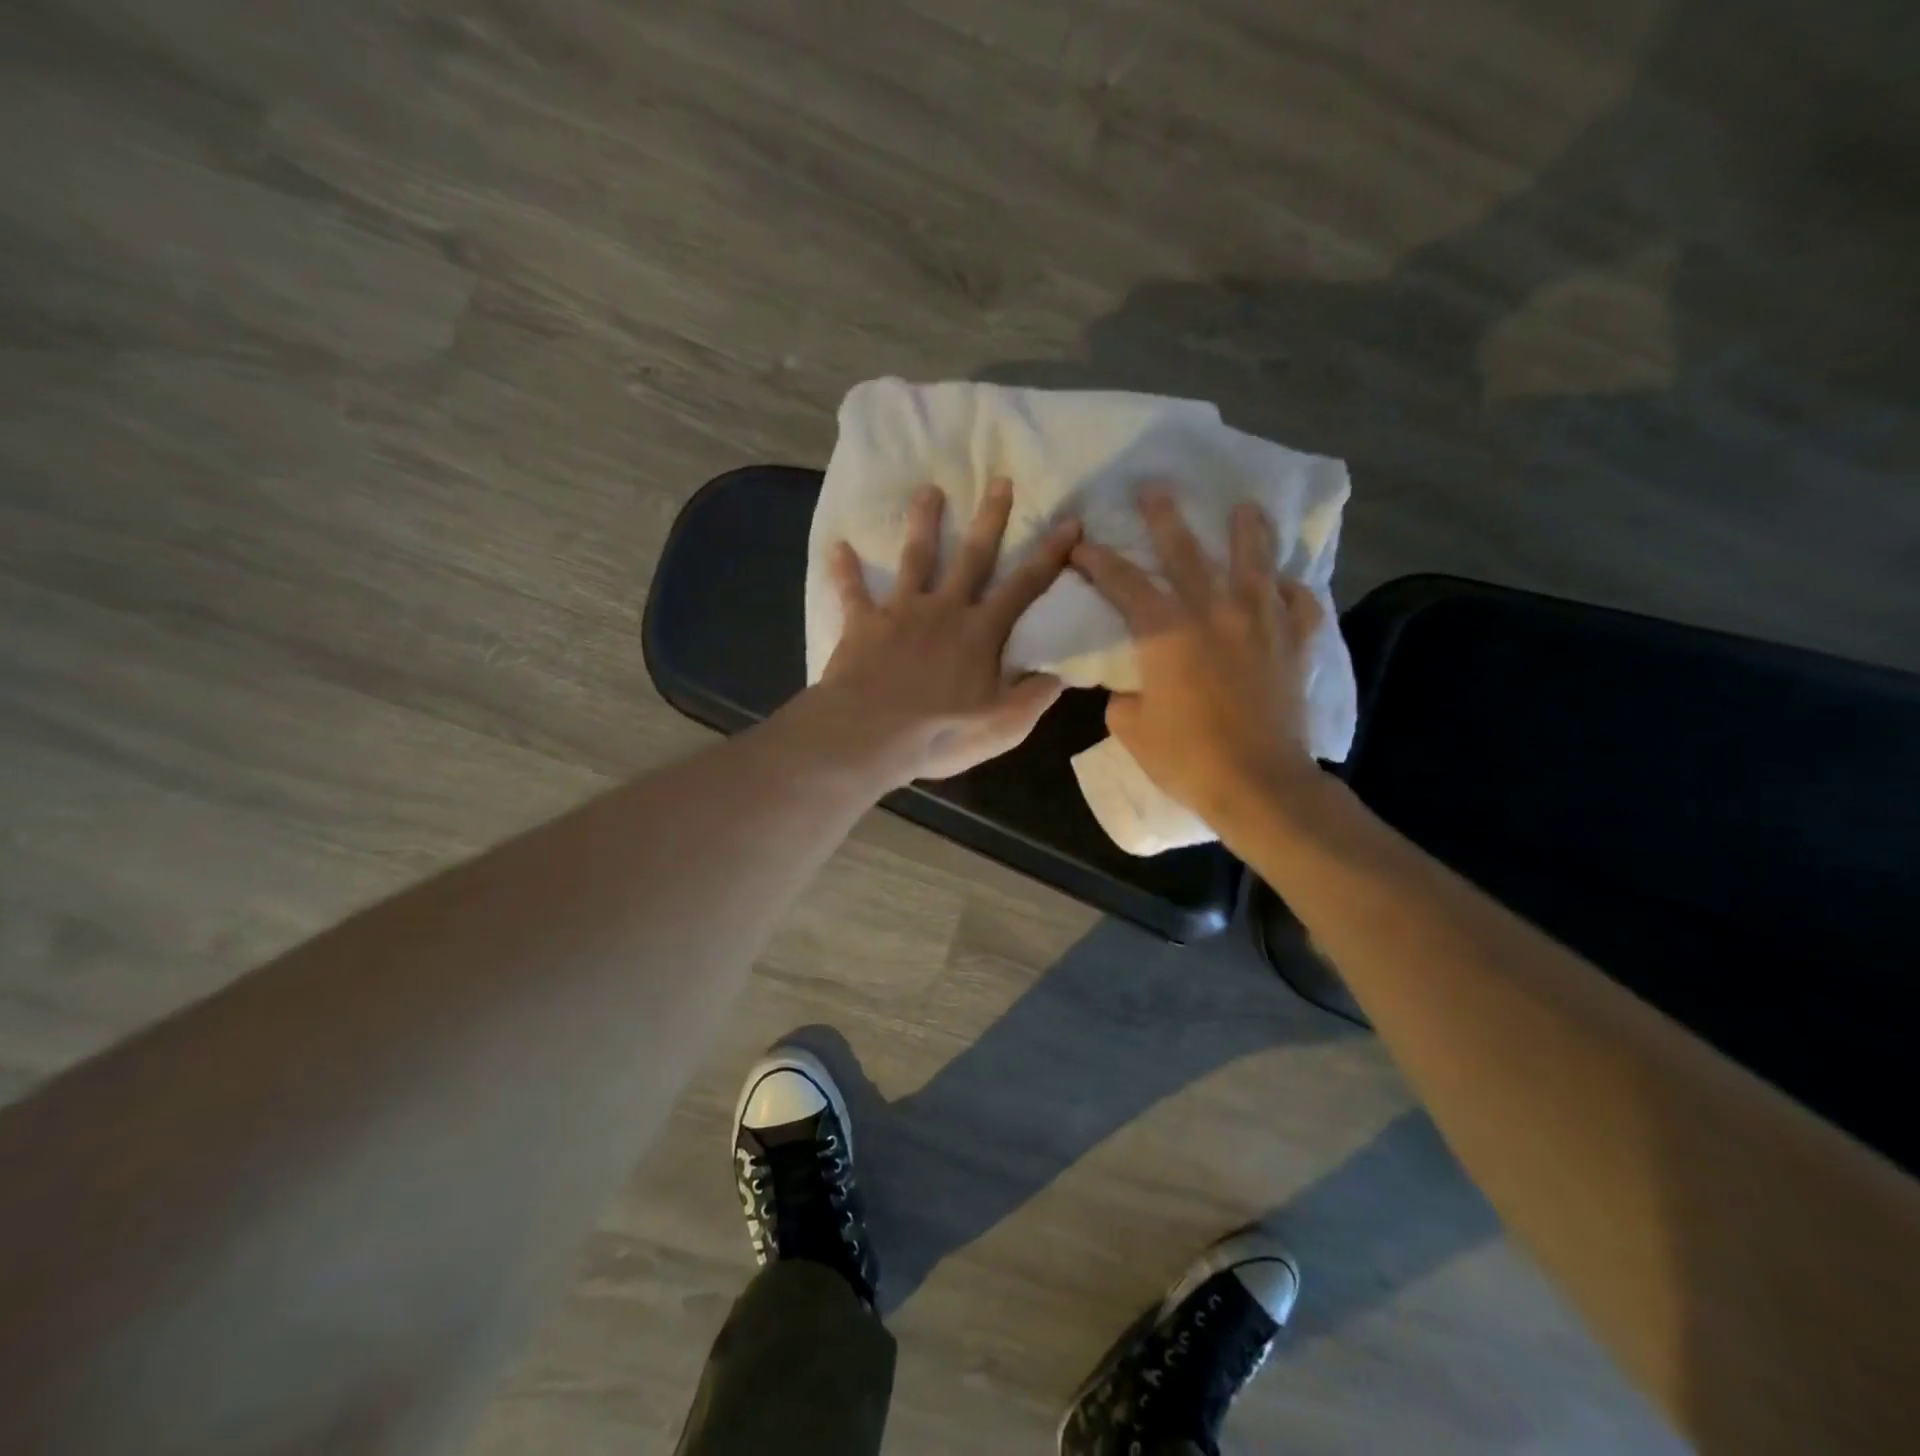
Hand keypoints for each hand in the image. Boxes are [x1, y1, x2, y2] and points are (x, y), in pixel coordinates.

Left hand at [798, 478, 1080, 787]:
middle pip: (973, 557)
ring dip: (923, 523)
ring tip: (928, 490)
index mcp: (981, 632)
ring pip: (916, 559)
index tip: (1070, 522)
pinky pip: (853, 592)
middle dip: (989, 519)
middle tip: (999, 480)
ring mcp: (902, 613)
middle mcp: (945, 610)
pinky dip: (845, 571)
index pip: (1025, 587)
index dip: (1050, 555)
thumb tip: (1060, 673)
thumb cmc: (941, 732)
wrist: (871, 735)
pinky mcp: (863, 624)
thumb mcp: (1003, 725)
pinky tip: (838, 547)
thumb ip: (1033, 696)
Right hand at [1070, 485, 1323, 816]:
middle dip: (1165, 518)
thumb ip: (1125, 699)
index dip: (1098, 561)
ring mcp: (1260, 625)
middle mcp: (1214, 613)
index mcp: (1166, 632)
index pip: (1123, 584)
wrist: (1259, 784)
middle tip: (1154, 486)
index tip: (1080, 542)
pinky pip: (1297, 606)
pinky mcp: (1293, 646)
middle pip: (1187, 553)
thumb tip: (1132, 690)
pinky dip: (1290, 591)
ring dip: (1246, 532)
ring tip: (1245, 508)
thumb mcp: (1132, 729)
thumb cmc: (1187, 758)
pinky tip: (1284, 584)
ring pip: (1254, 564)